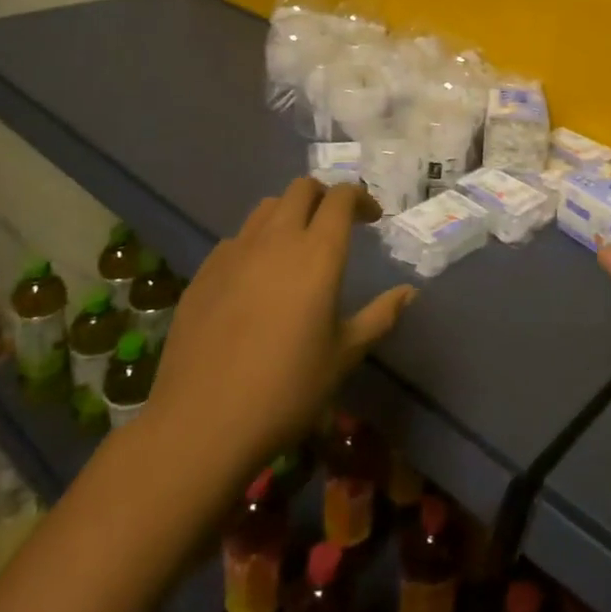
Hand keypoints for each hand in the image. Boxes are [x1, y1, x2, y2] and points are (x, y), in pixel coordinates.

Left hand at [141, 179, 416, 479]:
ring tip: (297, 245)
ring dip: (289, 213)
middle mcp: (276, 239)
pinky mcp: (204, 271)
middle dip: (325, 196)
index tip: (372, 219)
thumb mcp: (344, 355)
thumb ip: (380, 316)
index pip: (341, 197)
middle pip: (302, 188)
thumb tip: (409, 292)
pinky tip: (256, 278)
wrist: (202, 423)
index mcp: (318, 253)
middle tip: (336, 223)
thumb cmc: (286, 389)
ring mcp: (235, 252)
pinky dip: (256, 242)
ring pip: (266, 207)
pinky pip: (237, 238)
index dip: (361, 198)